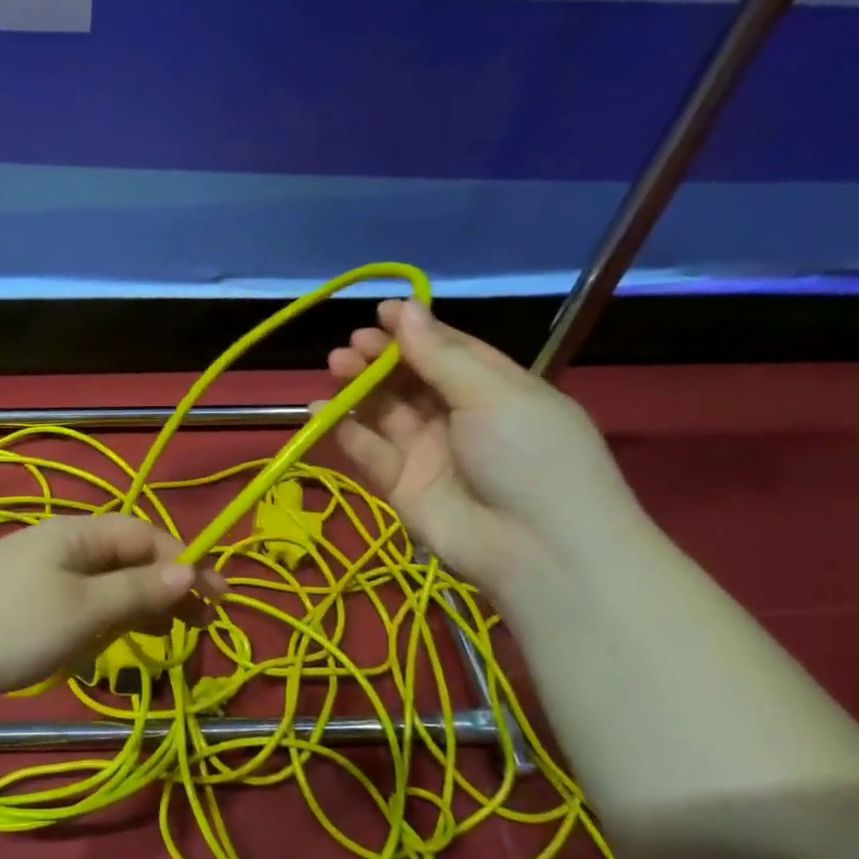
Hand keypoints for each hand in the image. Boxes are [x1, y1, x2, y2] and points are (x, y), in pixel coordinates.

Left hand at [0, 514, 225, 704]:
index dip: (186, 564)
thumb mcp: (84, 610)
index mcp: (77, 534)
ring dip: (135, 609)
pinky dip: (99, 624)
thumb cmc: (9, 626)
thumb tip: (191, 571)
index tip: (219, 601)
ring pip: (101, 585)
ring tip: (163, 641)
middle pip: (126, 559)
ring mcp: (35, 575)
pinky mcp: (18, 604)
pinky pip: (74, 606)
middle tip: (199, 627)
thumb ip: (138, 591)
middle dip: (164, 589)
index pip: (146, 537)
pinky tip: (103, 652)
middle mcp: (58, 546)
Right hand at [324, 298, 642, 603]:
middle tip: (349, 346)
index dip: (415, 330)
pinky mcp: (402, 487)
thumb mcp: (493, 394)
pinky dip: (345, 432)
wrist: (538, 550)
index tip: (378, 312)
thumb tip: (405, 308)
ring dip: (359, 388)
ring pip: (386, 413)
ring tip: (334, 367)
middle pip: (411, 380)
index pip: (449, 351)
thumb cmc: (529, 456)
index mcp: (496, 389)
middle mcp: (460, 418)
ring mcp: (430, 454)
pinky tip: (321, 411)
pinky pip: (370, 453)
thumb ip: (440, 355)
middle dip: (380, 359)